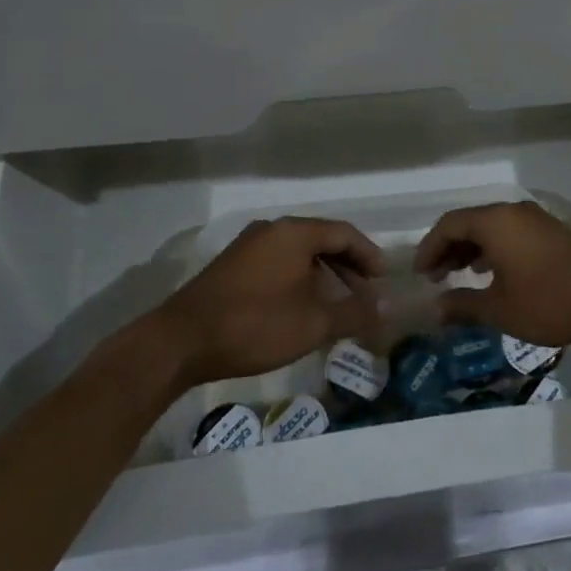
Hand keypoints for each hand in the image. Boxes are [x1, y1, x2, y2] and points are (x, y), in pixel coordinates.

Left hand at [153, 217, 383, 386]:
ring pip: (298, 252)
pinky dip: (299, 278)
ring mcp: (249, 245)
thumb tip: (389, 306)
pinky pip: (278, 261)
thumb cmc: (254, 325)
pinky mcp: (233, 265)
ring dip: (323, 274)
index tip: (383, 280)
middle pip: (321, 239)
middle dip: (347, 266)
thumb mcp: (312, 324)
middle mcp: (272, 229)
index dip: (368, 255)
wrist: (181, 341)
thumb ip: (354, 312)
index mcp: (294, 232)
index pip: (344, 233)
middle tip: (365, 293)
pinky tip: (301, 306)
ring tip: (337, 303)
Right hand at [413, 201, 570, 349]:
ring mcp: (535, 220)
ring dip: (471, 249)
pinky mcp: (551, 232)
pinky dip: (493, 249)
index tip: (420, 274)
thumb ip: (463, 305)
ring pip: (491, 227)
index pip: (449, 224)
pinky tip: (493, 274)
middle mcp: (513, 212)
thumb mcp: (500, 309)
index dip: (430, 247)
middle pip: (469, 222)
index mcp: (495, 222)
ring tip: (459, 276)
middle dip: (448, 248)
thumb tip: (435, 309)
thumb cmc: (549, 301)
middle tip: (435, 277)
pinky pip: (510, 233)